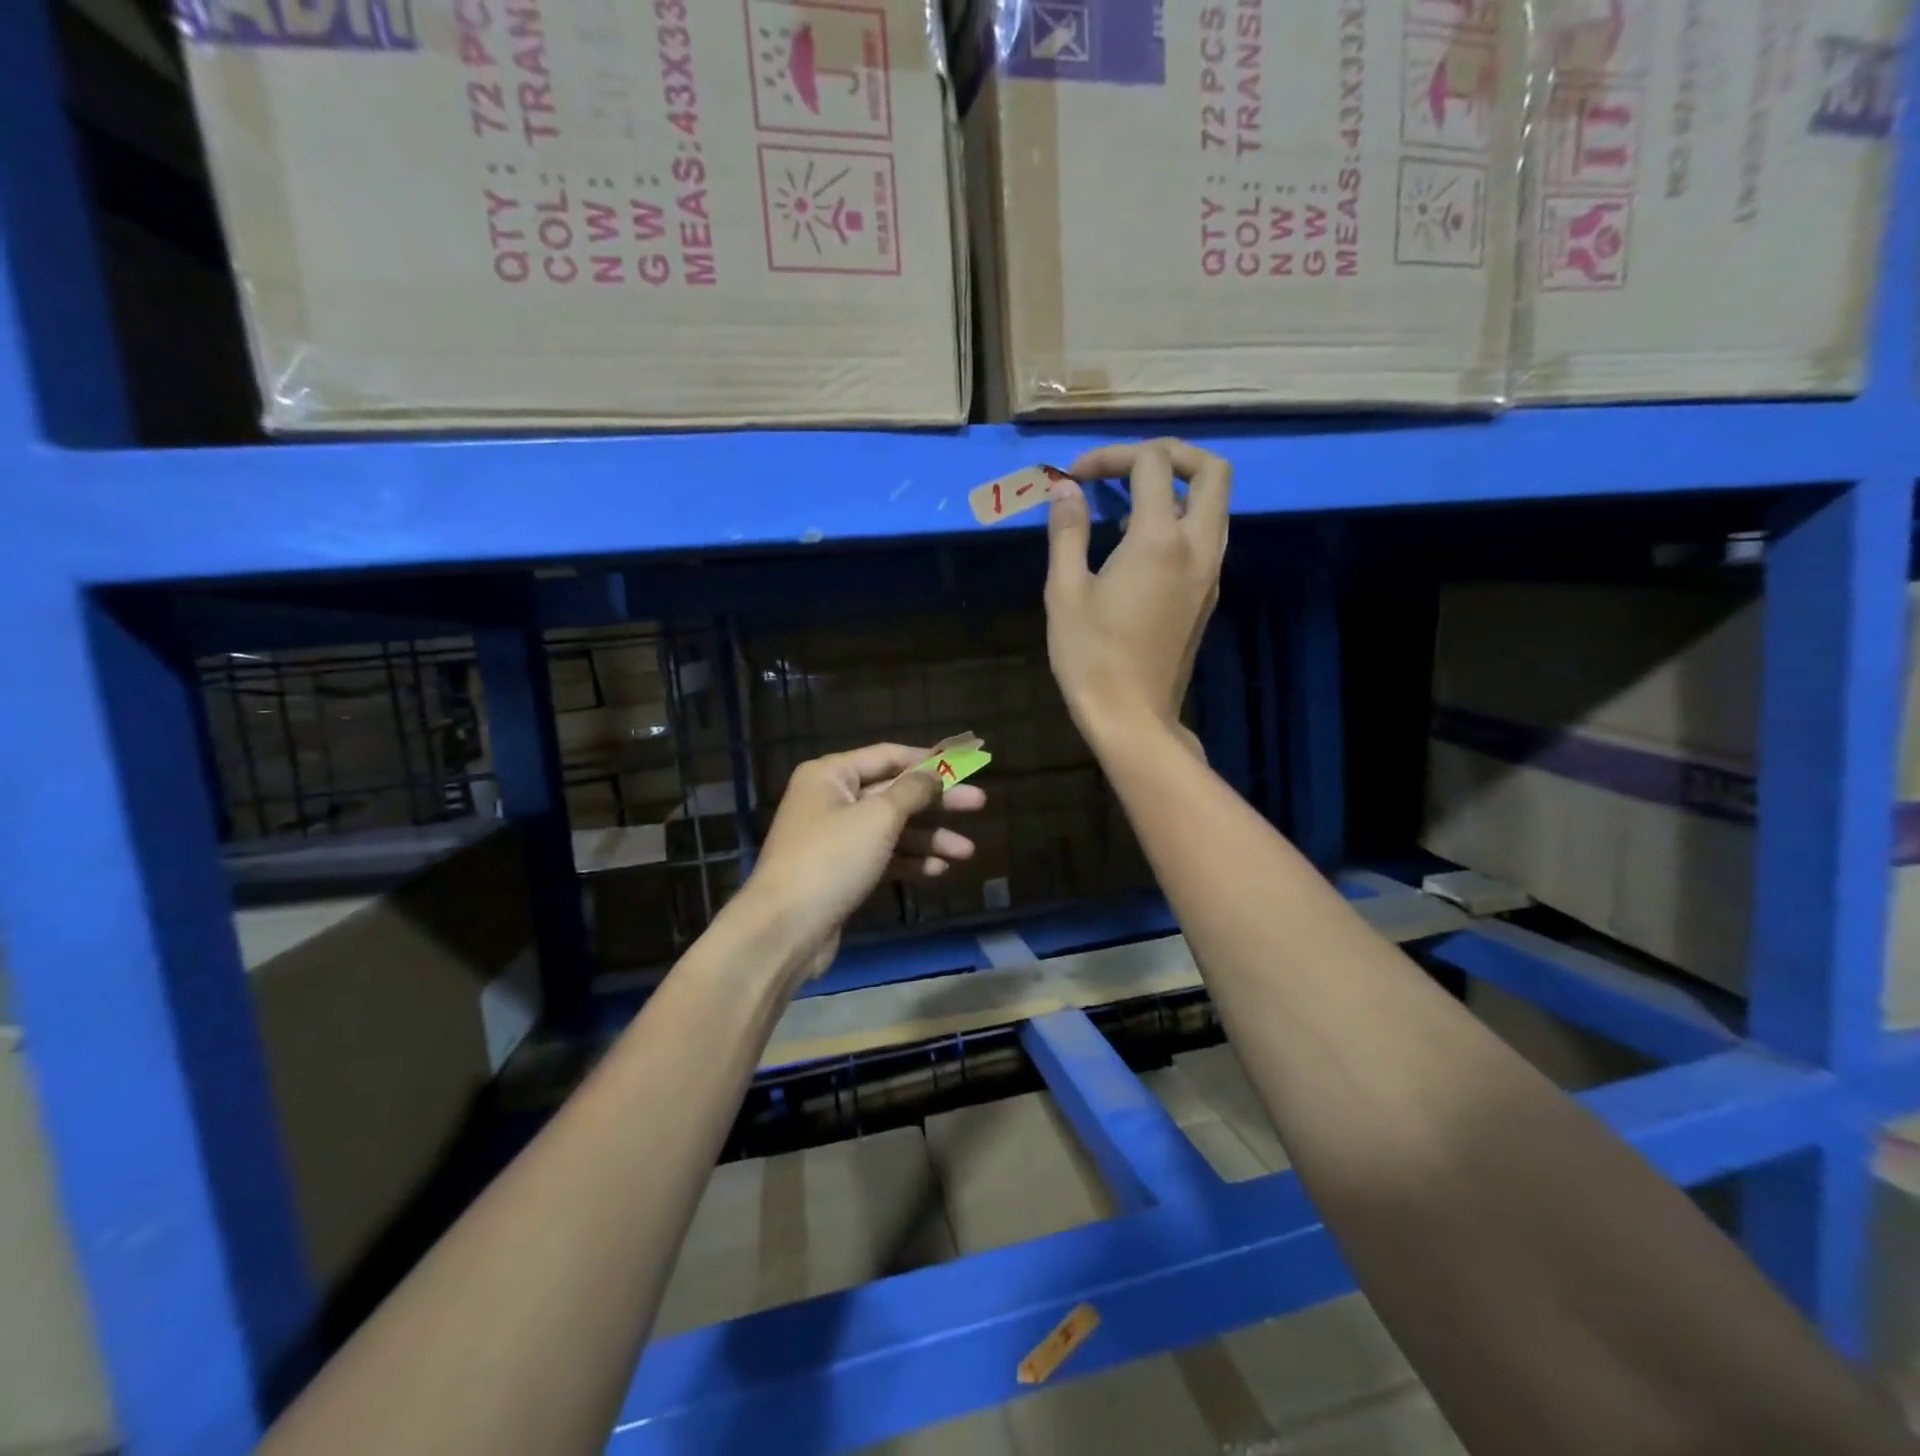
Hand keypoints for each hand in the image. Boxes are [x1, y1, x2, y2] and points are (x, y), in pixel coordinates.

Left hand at [738, 743, 986, 982]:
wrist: (784, 930)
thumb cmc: (831, 859)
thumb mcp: (878, 818)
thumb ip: (912, 791)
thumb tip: (934, 772)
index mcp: (831, 775)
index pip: (888, 756)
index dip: (928, 759)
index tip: (966, 763)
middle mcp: (831, 800)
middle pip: (894, 793)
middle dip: (937, 802)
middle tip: (979, 804)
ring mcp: (836, 838)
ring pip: (892, 829)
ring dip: (929, 838)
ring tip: (967, 851)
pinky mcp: (842, 872)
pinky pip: (883, 857)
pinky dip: (910, 862)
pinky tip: (940, 871)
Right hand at [1044, 439, 1230, 752]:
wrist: (1133, 716)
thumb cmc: (1090, 657)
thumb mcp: (1065, 592)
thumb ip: (1067, 531)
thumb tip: (1065, 489)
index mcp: (1159, 540)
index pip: (1152, 463)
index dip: (1112, 456)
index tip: (1076, 477)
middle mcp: (1198, 547)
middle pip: (1212, 470)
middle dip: (1170, 454)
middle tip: (1126, 467)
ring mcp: (1210, 572)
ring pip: (1216, 504)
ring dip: (1178, 487)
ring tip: (1127, 504)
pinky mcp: (1208, 595)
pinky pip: (1207, 535)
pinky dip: (1181, 519)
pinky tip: (1137, 545)